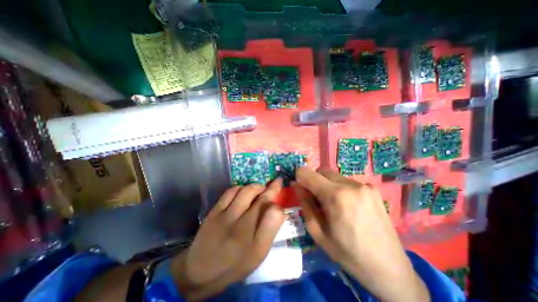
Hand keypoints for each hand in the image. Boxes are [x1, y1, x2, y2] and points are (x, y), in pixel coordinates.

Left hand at [171, 180, 284, 298]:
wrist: (201, 271)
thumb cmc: (235, 264)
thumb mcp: (258, 254)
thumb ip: (270, 231)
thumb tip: (278, 209)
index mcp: (254, 243)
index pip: (273, 214)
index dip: (279, 199)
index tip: (282, 188)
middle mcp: (240, 227)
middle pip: (260, 199)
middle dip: (271, 188)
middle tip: (275, 183)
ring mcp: (225, 217)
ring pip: (246, 191)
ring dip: (256, 186)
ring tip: (260, 189)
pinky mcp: (214, 212)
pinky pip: (230, 192)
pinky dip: (240, 187)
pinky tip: (243, 191)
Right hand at [293, 167, 430, 301]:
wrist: (390, 268)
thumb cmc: (348, 253)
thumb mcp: (317, 232)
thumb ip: (305, 203)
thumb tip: (295, 184)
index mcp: (336, 196)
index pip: (307, 173)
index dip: (299, 178)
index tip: (300, 188)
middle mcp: (351, 184)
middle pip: (321, 171)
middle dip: (314, 181)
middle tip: (317, 201)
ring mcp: (364, 185)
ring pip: (334, 176)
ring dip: (327, 185)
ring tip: (334, 206)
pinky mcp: (373, 188)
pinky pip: (346, 181)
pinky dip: (340, 189)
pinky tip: (348, 206)